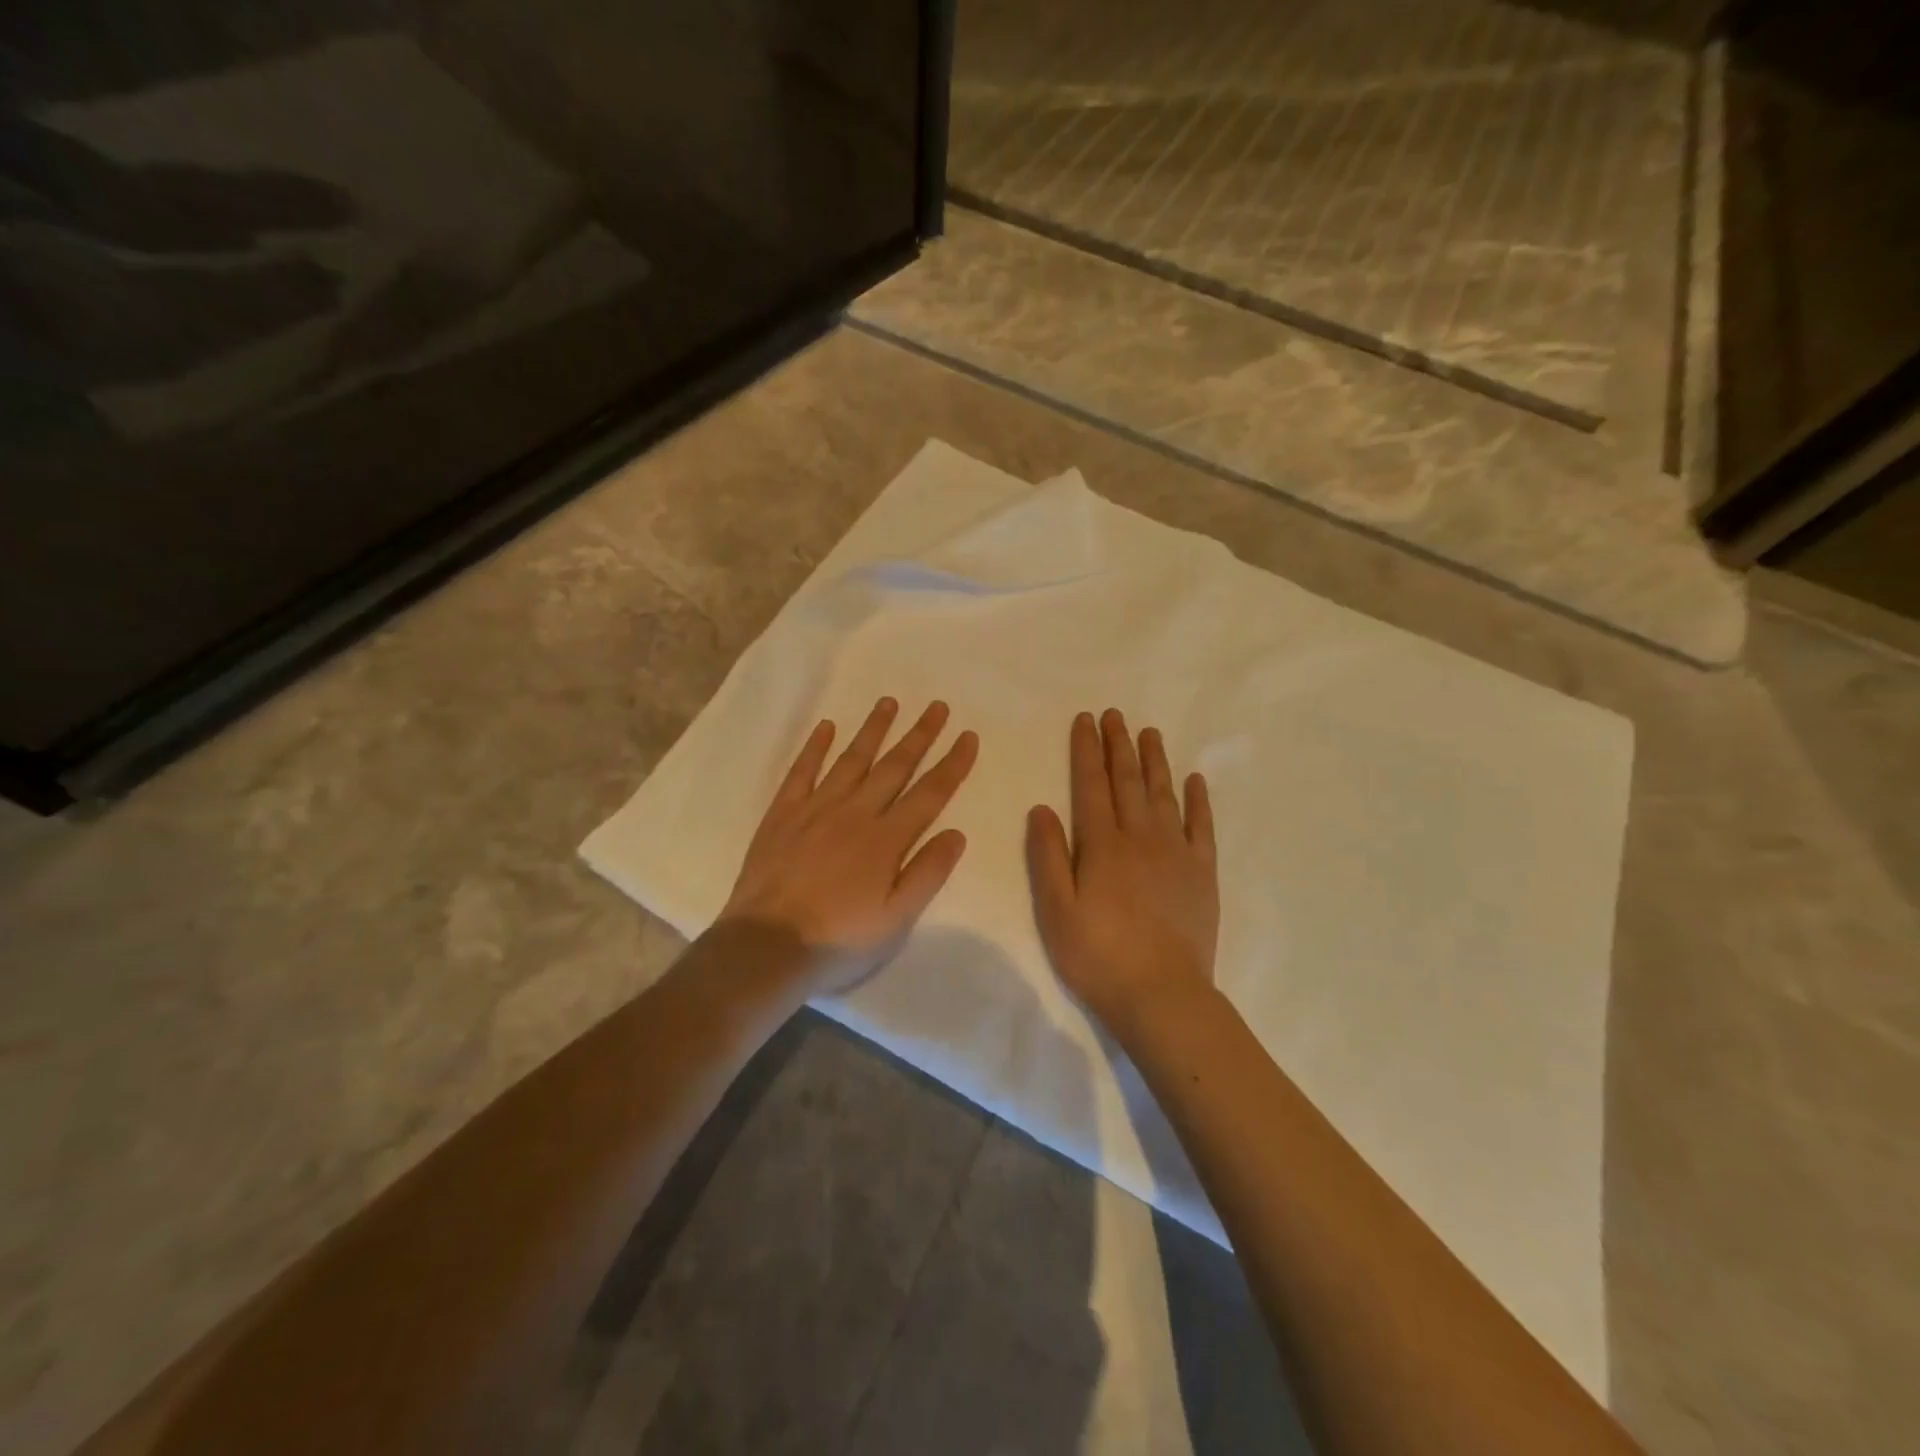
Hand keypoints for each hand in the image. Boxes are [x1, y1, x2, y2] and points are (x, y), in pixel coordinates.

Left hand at [720, 696, 978, 996]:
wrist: (765, 948)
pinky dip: (815, 747)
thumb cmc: (838, 941)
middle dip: (920, 735)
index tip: (968, 735)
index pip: (929, 793)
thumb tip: (956, 832)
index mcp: (886, 840)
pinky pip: (802, 771)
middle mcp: (855, 813)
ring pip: (851, 760)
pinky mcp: (782, 814)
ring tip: (889, 702)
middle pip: (894, 766)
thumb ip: (927, 873)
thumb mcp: (895, 921)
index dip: (952, 763)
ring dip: (873, 730)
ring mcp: (815, 809)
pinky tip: (827, 727)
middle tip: (937, 706)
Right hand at [1027, 709, 1218, 1034]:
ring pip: (1163, 794)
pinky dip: (1198, 800)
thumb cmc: (1098, 955)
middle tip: (1115, 715)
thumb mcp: (1056, 910)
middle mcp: (1139, 837)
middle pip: (1127, 781)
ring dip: (1155, 761)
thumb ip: (1048, 856)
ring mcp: (1175, 852)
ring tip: (1149, 733)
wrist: (1162, 994)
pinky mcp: (1202, 872)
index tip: (1086, 720)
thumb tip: (1042, 807)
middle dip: (1118, 745)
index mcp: (1101, 845)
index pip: (1090, 785)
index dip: (1086, 750)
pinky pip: (1202, 826)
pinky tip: (1194, 779)